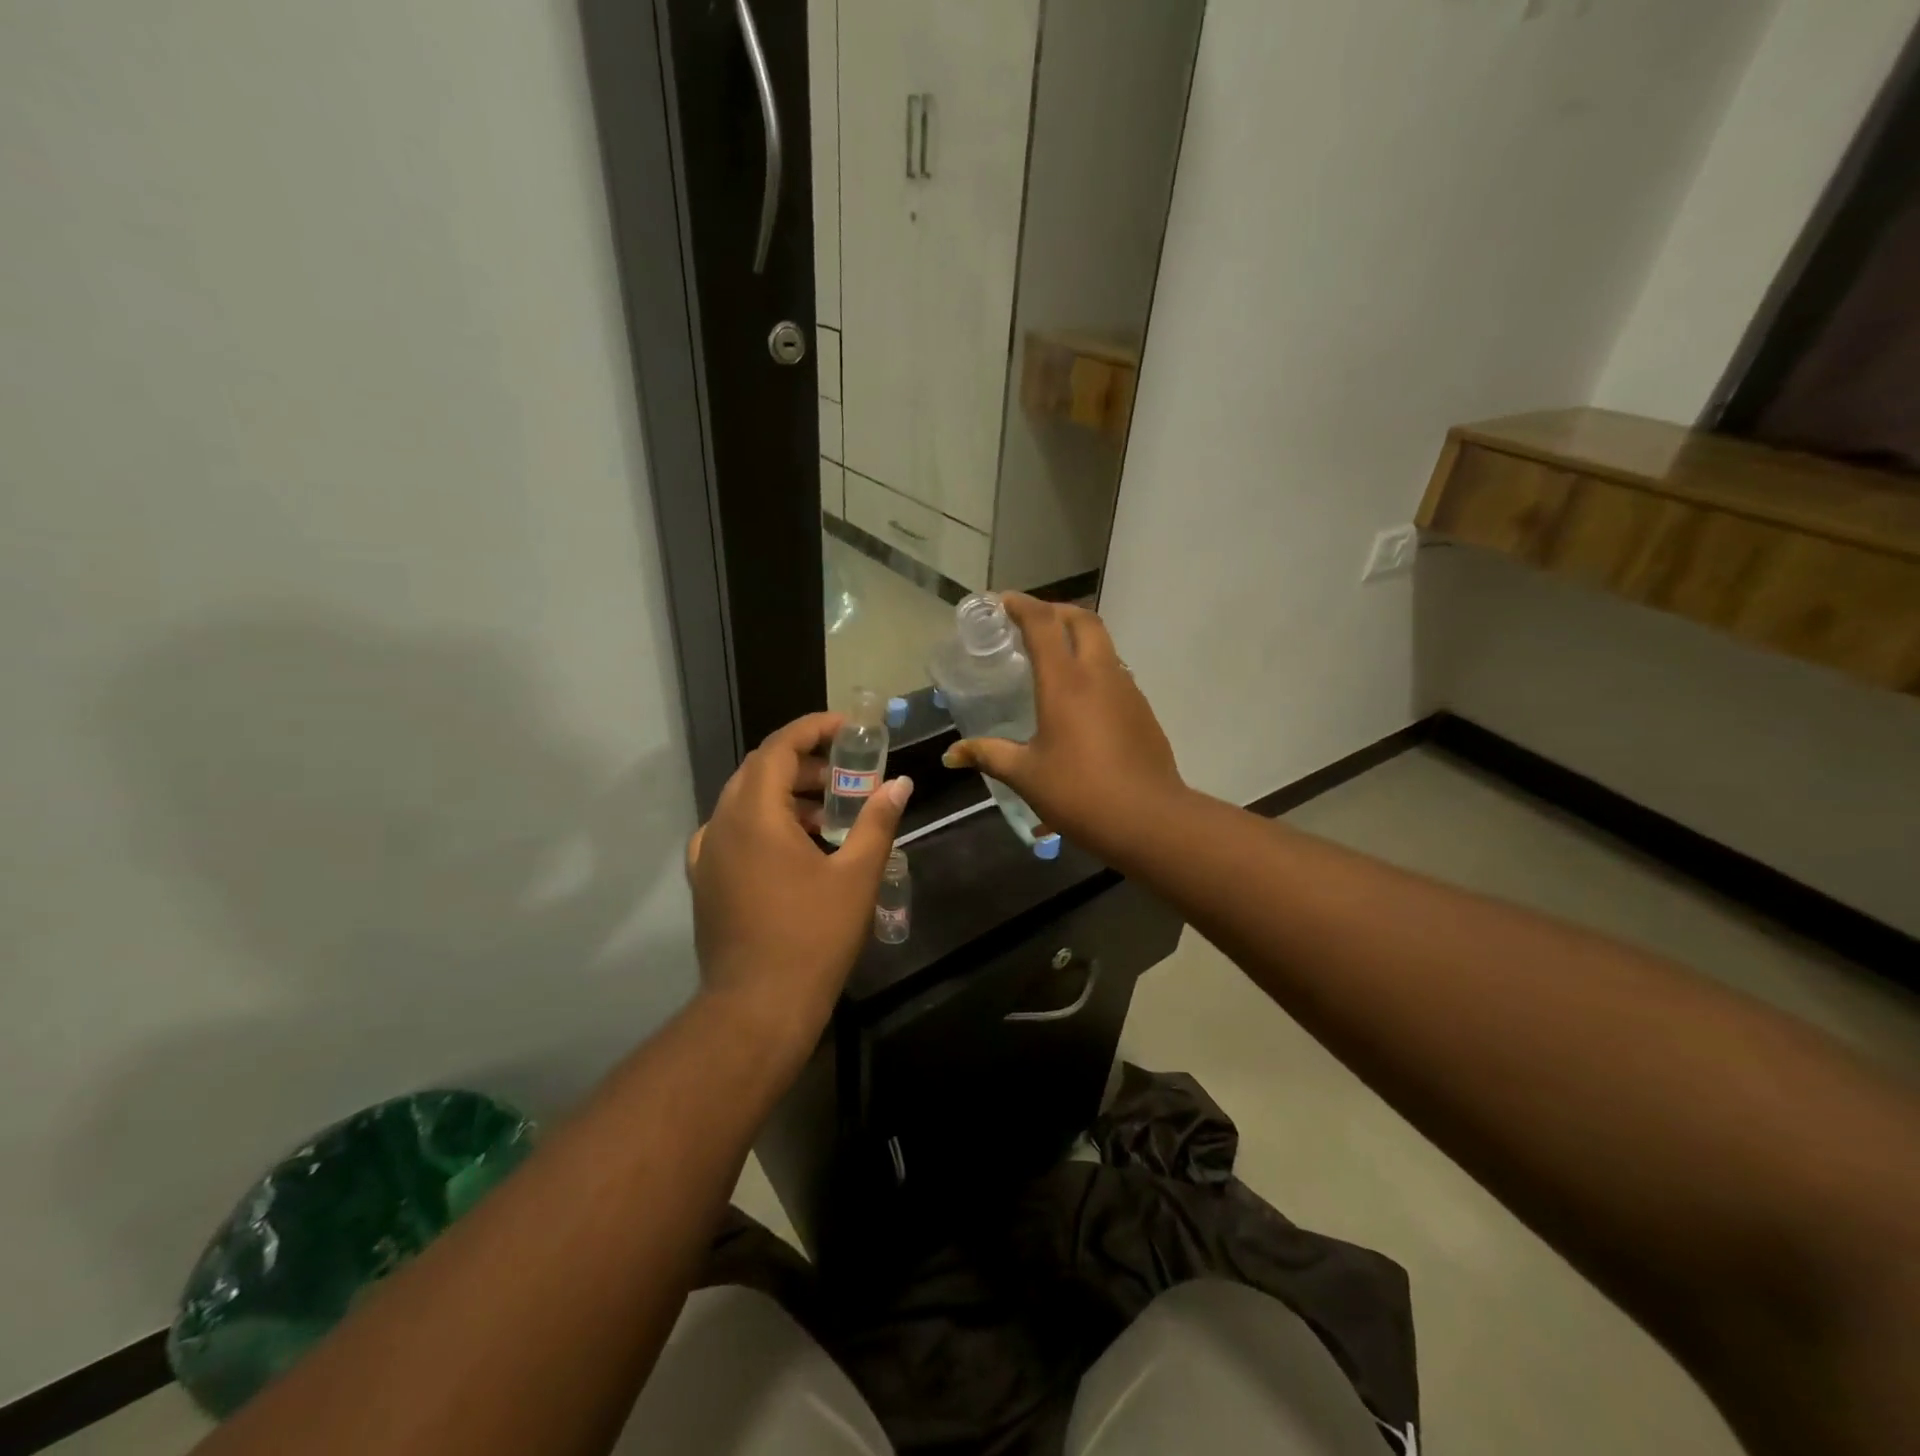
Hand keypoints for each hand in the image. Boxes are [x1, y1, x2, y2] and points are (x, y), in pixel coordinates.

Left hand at [686, 713, 912, 1048]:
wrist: (757, 1007)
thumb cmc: (812, 936)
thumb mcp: (856, 876)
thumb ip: (877, 822)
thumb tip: (900, 784)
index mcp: (754, 815)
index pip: (778, 748)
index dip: (813, 730)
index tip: (847, 730)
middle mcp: (721, 824)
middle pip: (759, 771)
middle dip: (803, 764)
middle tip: (845, 776)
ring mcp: (707, 854)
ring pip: (744, 801)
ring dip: (784, 795)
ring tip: (828, 815)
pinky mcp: (705, 881)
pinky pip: (732, 832)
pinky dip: (764, 824)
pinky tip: (793, 849)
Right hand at [942, 594, 1183, 862]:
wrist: (1148, 819)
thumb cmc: (1079, 792)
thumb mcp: (1026, 775)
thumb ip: (988, 755)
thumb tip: (951, 755)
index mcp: (1065, 682)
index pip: (1043, 623)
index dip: (1021, 605)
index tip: (1002, 601)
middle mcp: (1099, 674)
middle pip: (1083, 620)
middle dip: (1056, 611)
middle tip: (1031, 623)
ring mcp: (1127, 690)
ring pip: (1104, 645)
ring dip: (1079, 639)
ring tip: (1054, 659)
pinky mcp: (1143, 711)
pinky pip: (1115, 673)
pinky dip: (1094, 668)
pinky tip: (1081, 700)